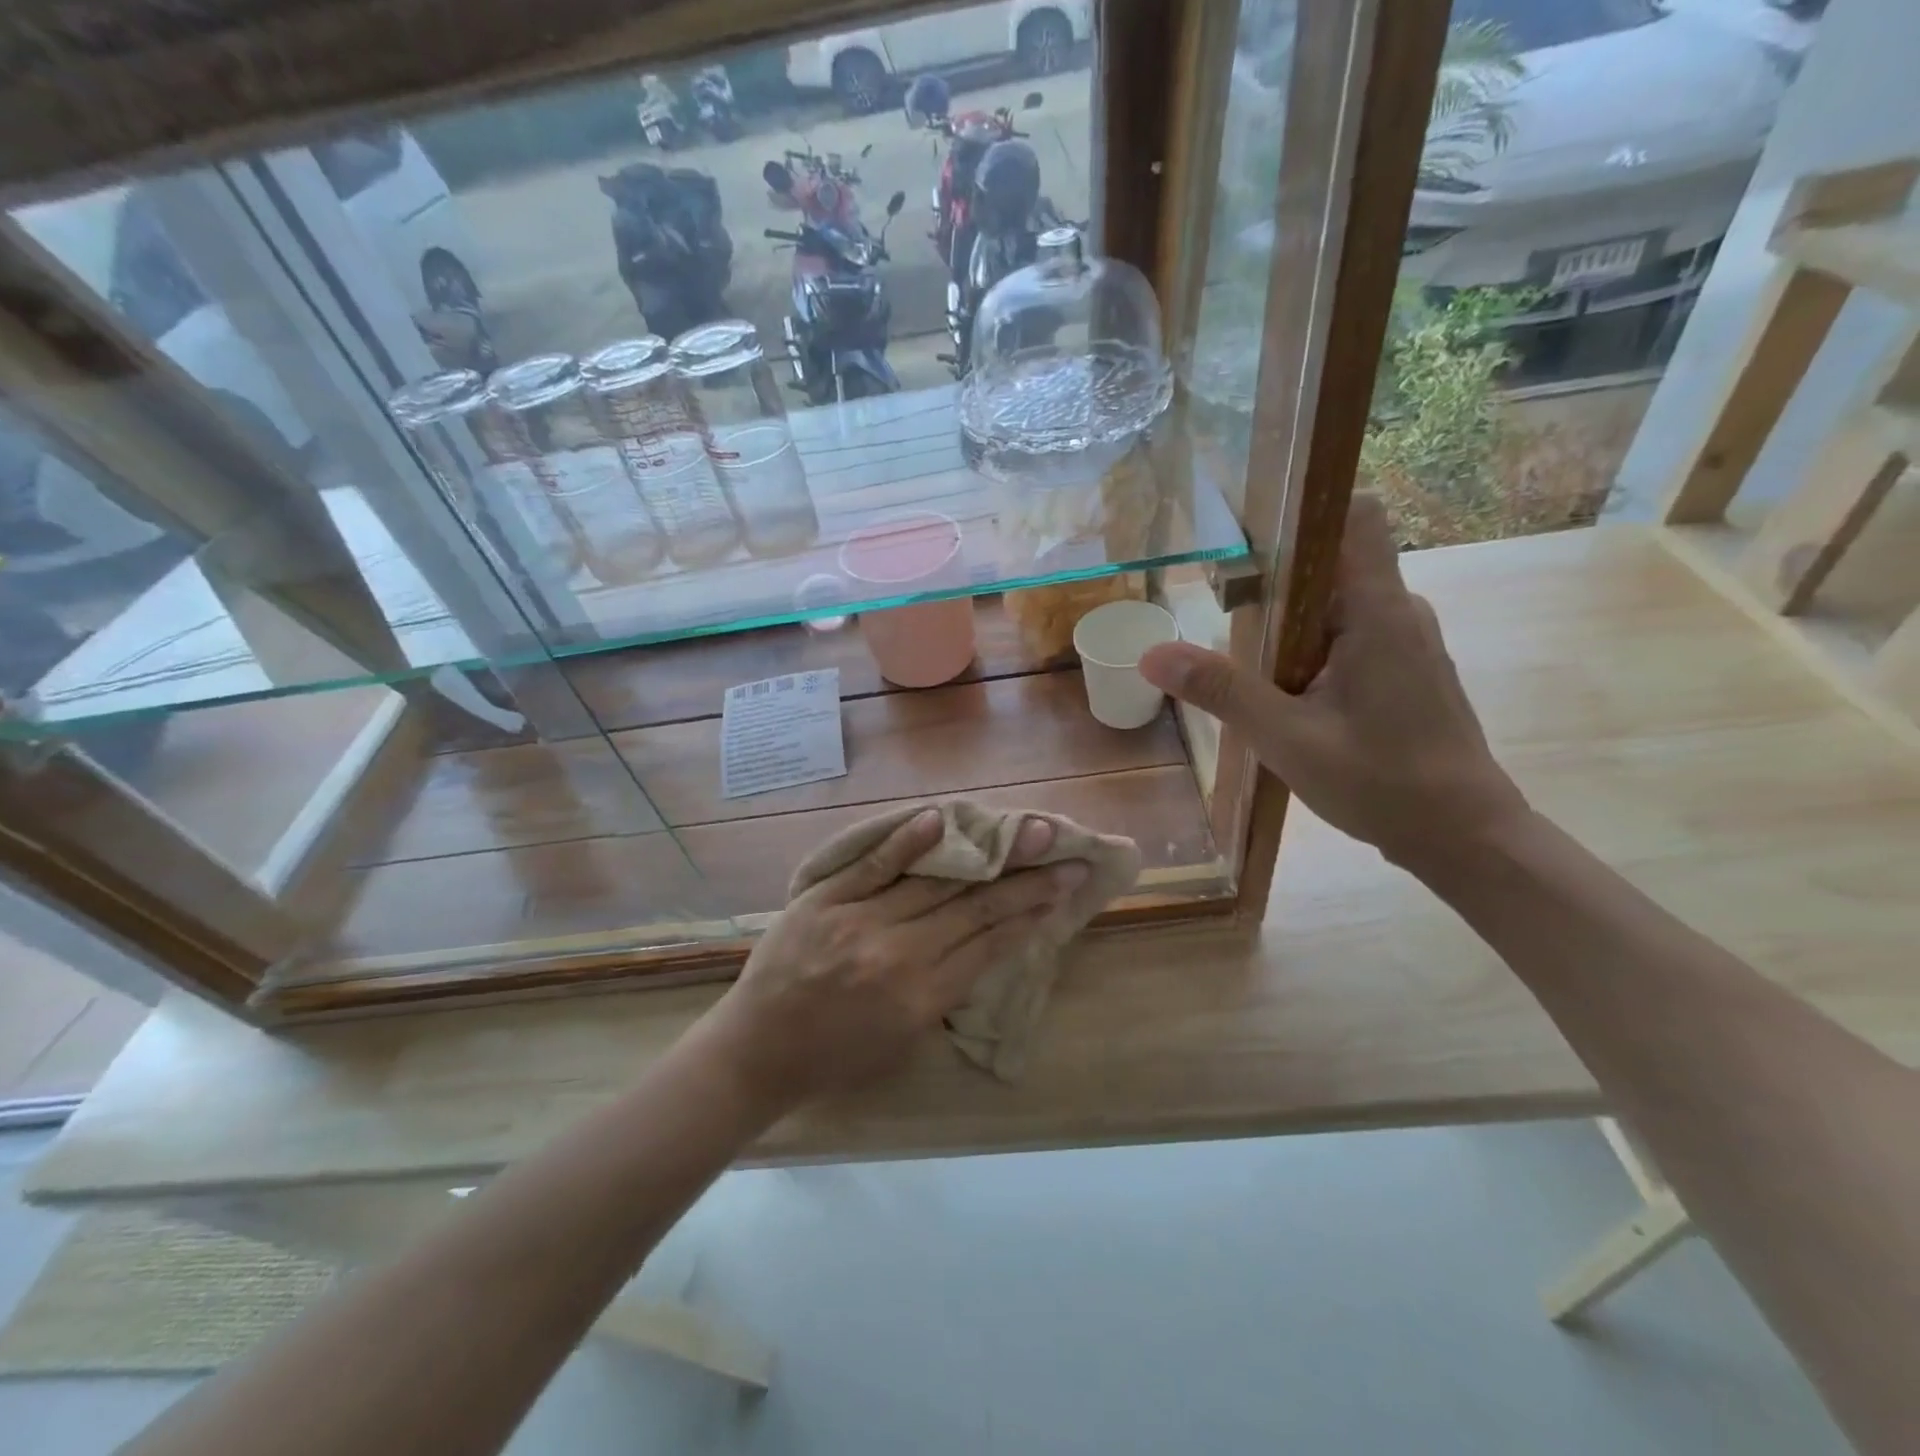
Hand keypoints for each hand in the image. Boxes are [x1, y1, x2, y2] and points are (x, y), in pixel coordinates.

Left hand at [701, 811, 1086, 1107]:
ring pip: (934, 882)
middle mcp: (898, 954)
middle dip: (1026, 880)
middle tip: (1065, 853)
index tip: (1065, 887)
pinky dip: (907, 842)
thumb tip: (984, 942)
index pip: (990, 944)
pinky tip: (940, 819)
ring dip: (984, 856)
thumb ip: (943, 991)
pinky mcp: (825, 899)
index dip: (1032, 913)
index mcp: (920, 997)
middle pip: (974, 908)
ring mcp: (859, 921)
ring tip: (1025, 831)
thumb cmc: (835, 1057)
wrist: (756, 1051)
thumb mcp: (902, 1041)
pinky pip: (873, 866)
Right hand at [1139, 494, 1528, 870]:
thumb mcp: (1286, 738)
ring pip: (1335, 604)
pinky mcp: (1404, 669)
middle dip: (1274, 579)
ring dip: (1288, 622)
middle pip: (1331, 562)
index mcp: (1378, 610)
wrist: (1463, 836)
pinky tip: (1282, 691)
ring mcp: (1406, 641)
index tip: (1246, 531)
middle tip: (1220, 609)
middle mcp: (1398, 611)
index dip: (1302, 508)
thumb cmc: (1381, 782)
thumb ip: (1221, 691)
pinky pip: (1348, 635)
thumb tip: (1152, 655)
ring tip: (1241, 656)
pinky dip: (1310, 648)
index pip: (1353, 515)